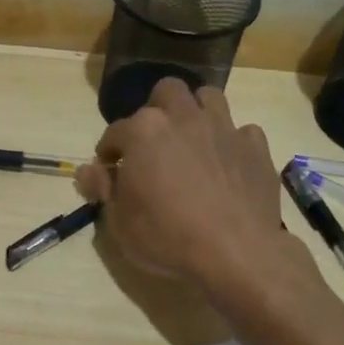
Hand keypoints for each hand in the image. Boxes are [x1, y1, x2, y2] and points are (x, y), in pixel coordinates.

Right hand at [76, 78, 284, 289]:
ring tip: (191, 139)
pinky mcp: (255, 147)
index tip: (109, 170)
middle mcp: (183, 117)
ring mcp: (223, 128)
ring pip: (208, 97)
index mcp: (144, 131)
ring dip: (196, 112)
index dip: (108, 152)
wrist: (236, 253)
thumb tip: (88, 169)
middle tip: (153, 142)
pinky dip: (232, 142)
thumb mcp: (119, 221)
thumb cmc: (167, 237)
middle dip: (156, 109)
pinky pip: (242, 131)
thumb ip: (102, 188)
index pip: (115, 131)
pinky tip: (227, 163)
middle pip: (166, 92)